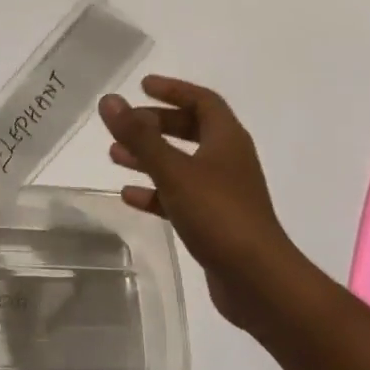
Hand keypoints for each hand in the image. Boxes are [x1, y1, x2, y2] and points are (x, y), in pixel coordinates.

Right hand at [100, 76, 296, 327]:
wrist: (259, 282)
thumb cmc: (218, 214)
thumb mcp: (173, 170)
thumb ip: (139, 136)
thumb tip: (109, 100)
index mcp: (227, 138)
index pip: (202, 100)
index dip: (173, 89)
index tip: (142, 86)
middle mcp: (228, 160)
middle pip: (191, 129)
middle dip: (156, 124)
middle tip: (125, 124)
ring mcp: (223, 192)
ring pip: (182, 163)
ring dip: (150, 157)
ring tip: (114, 155)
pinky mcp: (215, 222)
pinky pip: (180, 196)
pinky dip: (155, 192)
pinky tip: (129, 196)